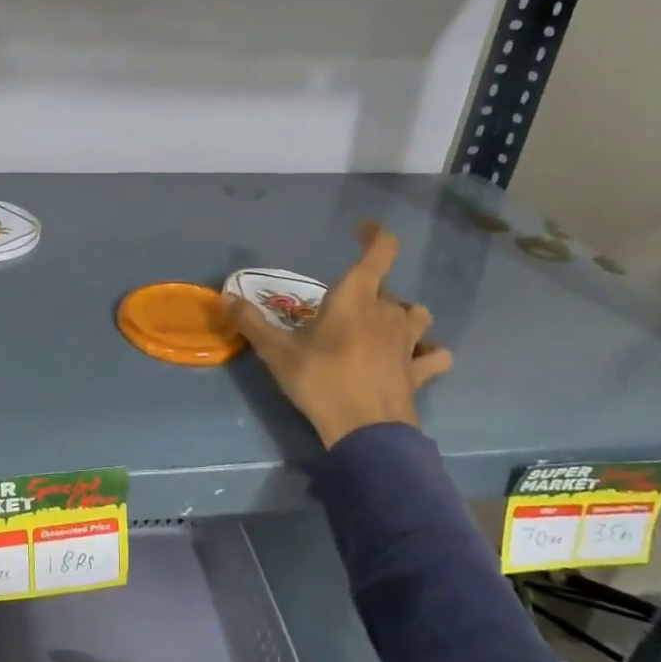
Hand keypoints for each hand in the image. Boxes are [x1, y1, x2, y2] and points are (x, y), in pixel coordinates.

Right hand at [226, 222, 453, 448]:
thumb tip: (226, 297)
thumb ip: (252, 323)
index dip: (375, 234)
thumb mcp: (277, 352)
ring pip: (416, 314)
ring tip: (381, 325)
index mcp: (357, 297)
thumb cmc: (321, 381)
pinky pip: (434, 355)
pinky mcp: (420, 371)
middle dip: (369, 289)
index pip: (380, 251)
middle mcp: (388, 311)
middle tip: (342, 306)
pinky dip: (428, 352)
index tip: (361, 229)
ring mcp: (409, 342)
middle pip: (387, 287)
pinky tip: (416, 358)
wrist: (365, 432)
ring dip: (401, 314)